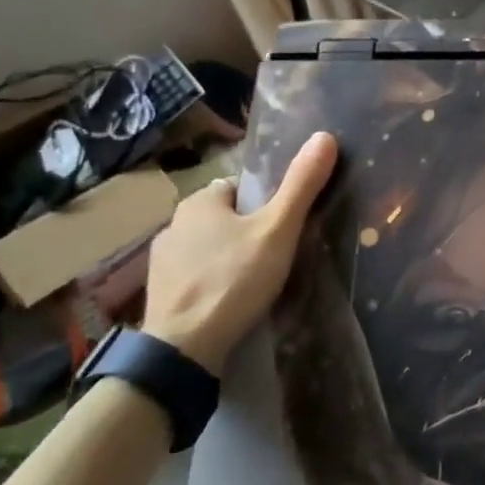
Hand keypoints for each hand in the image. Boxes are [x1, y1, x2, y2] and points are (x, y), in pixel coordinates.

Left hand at [142, 132, 337, 375]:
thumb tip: (326, 135)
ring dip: (227, 259)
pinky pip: (193, 277)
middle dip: (246, 233)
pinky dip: (210, 284)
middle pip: (224, 218)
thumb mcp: (278, 229)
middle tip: (274, 258)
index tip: (282, 229)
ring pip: (207, 248)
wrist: (184, 349)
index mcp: (200, 200)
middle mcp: (174, 223)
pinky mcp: (158, 293)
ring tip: (253, 284)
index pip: (240, 189)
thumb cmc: (234, 279)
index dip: (265, 205)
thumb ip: (301, 184)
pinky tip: (228, 303)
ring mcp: (161, 261)